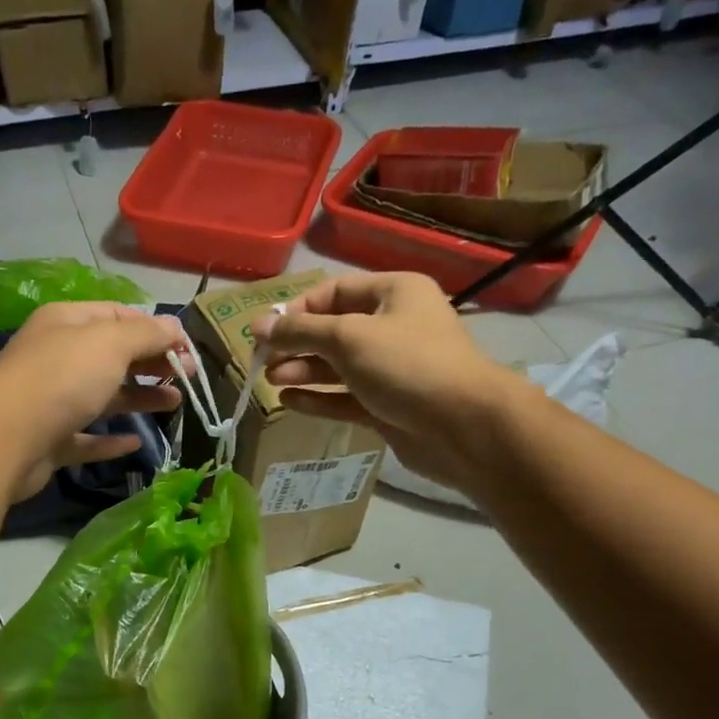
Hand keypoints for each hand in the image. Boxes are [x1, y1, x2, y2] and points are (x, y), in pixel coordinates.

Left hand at [0, 301, 186, 501]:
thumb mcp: (110, 344)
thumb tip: (175, 327)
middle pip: (112, 356)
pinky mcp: (49, 441)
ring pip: (103, 396)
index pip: (118, 316)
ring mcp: (51, 401)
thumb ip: (146, 334)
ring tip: (175, 405)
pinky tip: (136, 443)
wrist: (5, 438)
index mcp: (67, 323)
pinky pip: (86, 438)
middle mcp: (57, 357)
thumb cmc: (62, 378)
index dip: (155, 329)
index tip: (188, 348)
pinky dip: (110, 440)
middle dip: (151, 363)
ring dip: (140, 398)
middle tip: (189, 377)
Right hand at [248, 273, 522, 488]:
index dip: (298, 310)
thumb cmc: (406, 365)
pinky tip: (289, 402)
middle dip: (298, 345)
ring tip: (272, 381)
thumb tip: (256, 325)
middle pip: (334, 331)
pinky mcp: (388, 406)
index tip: (268, 331)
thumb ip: (299, 332)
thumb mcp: (348, 337)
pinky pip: (346, 397)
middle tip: (263, 361)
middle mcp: (394, 327)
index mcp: (394, 293)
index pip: (335, 292)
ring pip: (338, 367)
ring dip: (304, 372)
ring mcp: (391, 370)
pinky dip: (319, 398)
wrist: (462, 426)